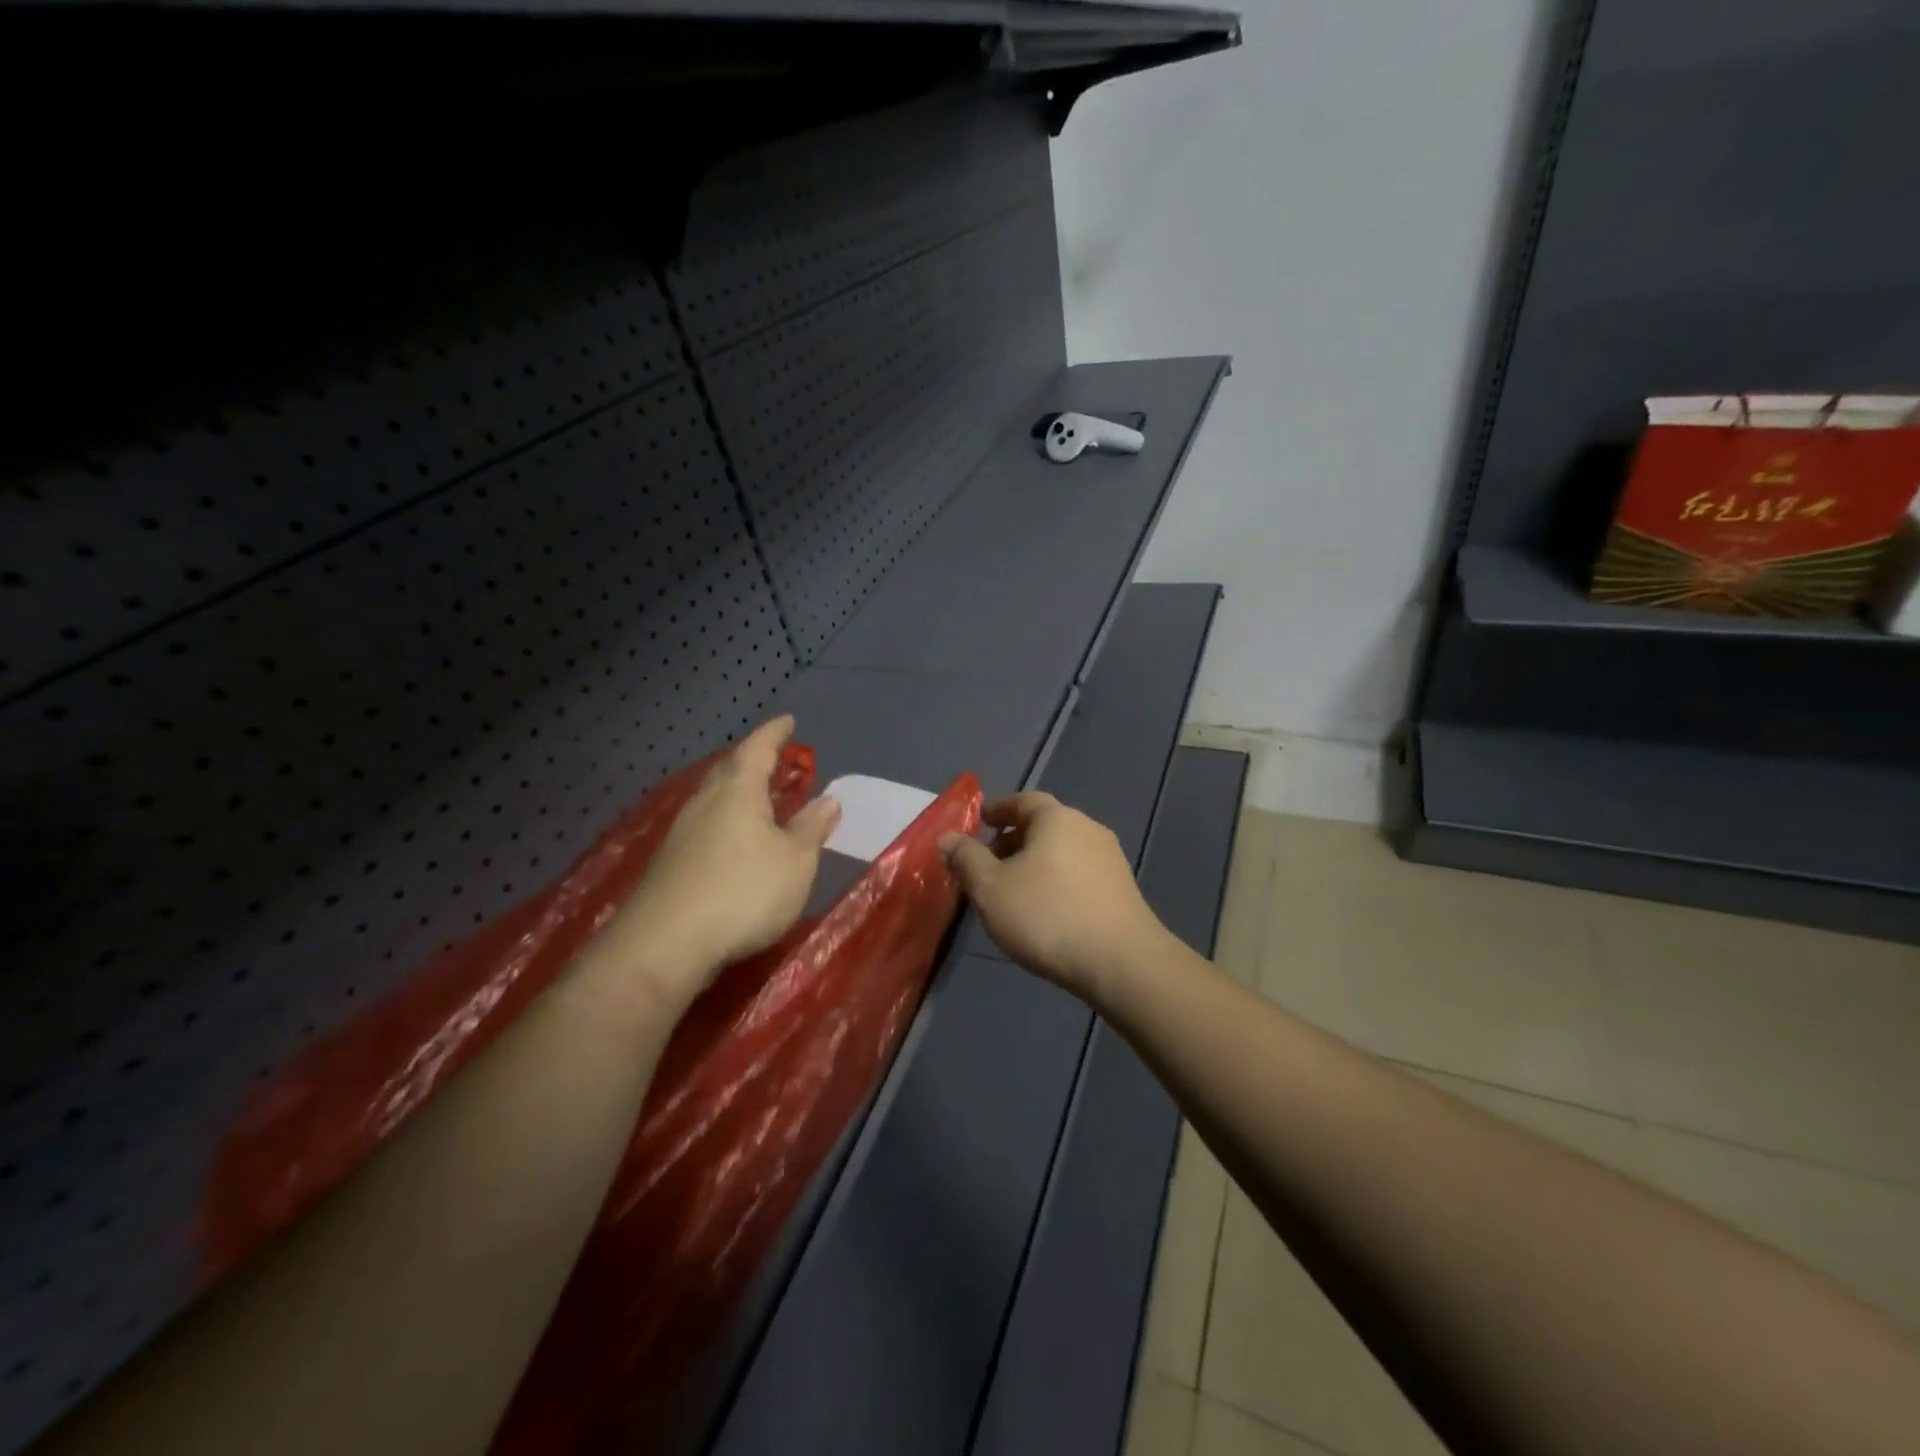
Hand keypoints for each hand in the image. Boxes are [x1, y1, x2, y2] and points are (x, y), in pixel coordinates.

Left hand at [594, 717, 839, 1013]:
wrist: (665, 945)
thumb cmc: (743, 891)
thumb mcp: (795, 861)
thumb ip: (812, 828)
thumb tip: (828, 800)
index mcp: (738, 791)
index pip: (758, 748)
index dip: (775, 733)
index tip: (789, 721)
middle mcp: (705, 803)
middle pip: (730, 770)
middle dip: (753, 762)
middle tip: (776, 761)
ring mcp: (682, 833)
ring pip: (714, 800)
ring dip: (738, 794)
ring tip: (760, 800)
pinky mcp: (670, 864)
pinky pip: (705, 827)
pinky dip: (726, 823)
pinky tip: (735, 843)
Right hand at [940, 792, 1167, 1006]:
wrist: (1121, 962)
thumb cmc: (1047, 916)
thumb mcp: (991, 889)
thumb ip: (966, 860)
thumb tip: (947, 838)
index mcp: (1057, 819)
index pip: (1023, 801)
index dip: (999, 810)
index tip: (981, 823)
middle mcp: (1088, 829)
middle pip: (1045, 826)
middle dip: (1014, 840)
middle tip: (988, 864)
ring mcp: (1110, 859)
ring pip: (1063, 851)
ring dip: (1035, 863)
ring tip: (1013, 891)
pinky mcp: (1122, 889)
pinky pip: (1079, 874)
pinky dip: (1056, 881)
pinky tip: (1045, 910)